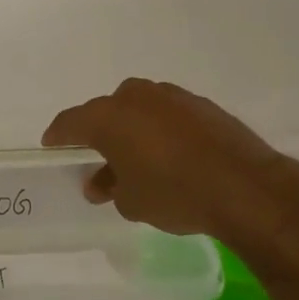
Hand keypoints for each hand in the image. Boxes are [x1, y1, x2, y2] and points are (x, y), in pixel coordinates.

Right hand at [42, 78, 298, 238]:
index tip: (53, 147)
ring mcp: (170, 96)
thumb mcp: (132, 202)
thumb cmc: (174, 193)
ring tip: (138, 159)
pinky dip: (161, 130)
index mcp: (108, 116)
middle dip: (99, 134)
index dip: (58, 137)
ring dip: (132, 130)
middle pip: (105, 112)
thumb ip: (110, 188)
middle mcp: (134, 97)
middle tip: (99, 159)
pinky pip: (167, 115)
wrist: (245, 186)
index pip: (70, 123)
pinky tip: (171, 155)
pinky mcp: (200, 104)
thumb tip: (102, 182)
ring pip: (139, 110)